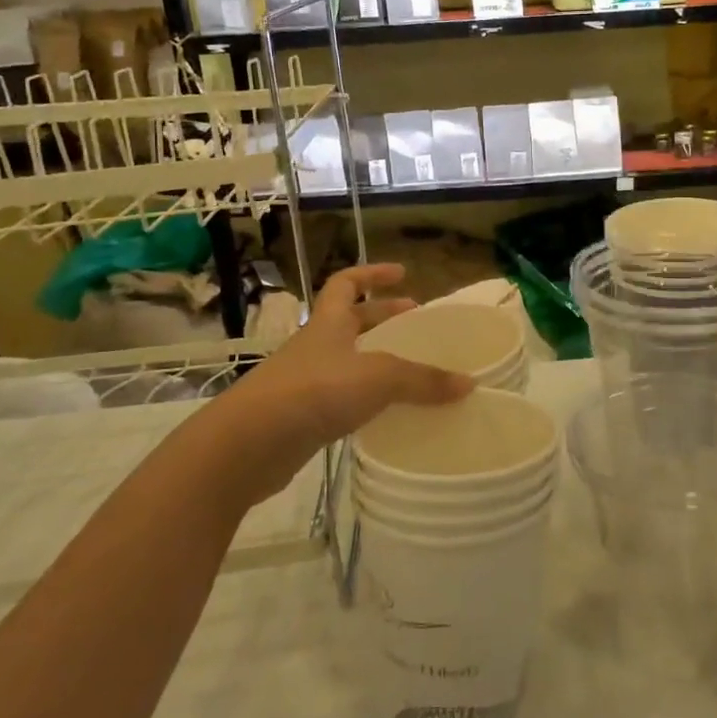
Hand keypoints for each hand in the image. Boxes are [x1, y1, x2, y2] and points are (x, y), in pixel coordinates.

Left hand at [217, 264, 473, 500]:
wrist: (249, 444)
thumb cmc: (315, 391)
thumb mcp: (378, 379)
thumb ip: (423, 381)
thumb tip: (468, 384)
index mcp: (329, 323)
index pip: (347, 282)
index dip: (373, 273)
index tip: (403, 273)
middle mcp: (316, 346)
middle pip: (350, 322)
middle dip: (383, 318)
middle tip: (415, 324)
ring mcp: (305, 382)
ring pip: (346, 361)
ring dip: (375, 360)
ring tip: (409, 370)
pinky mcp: (301, 418)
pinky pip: (341, 399)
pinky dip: (364, 399)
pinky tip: (385, 412)